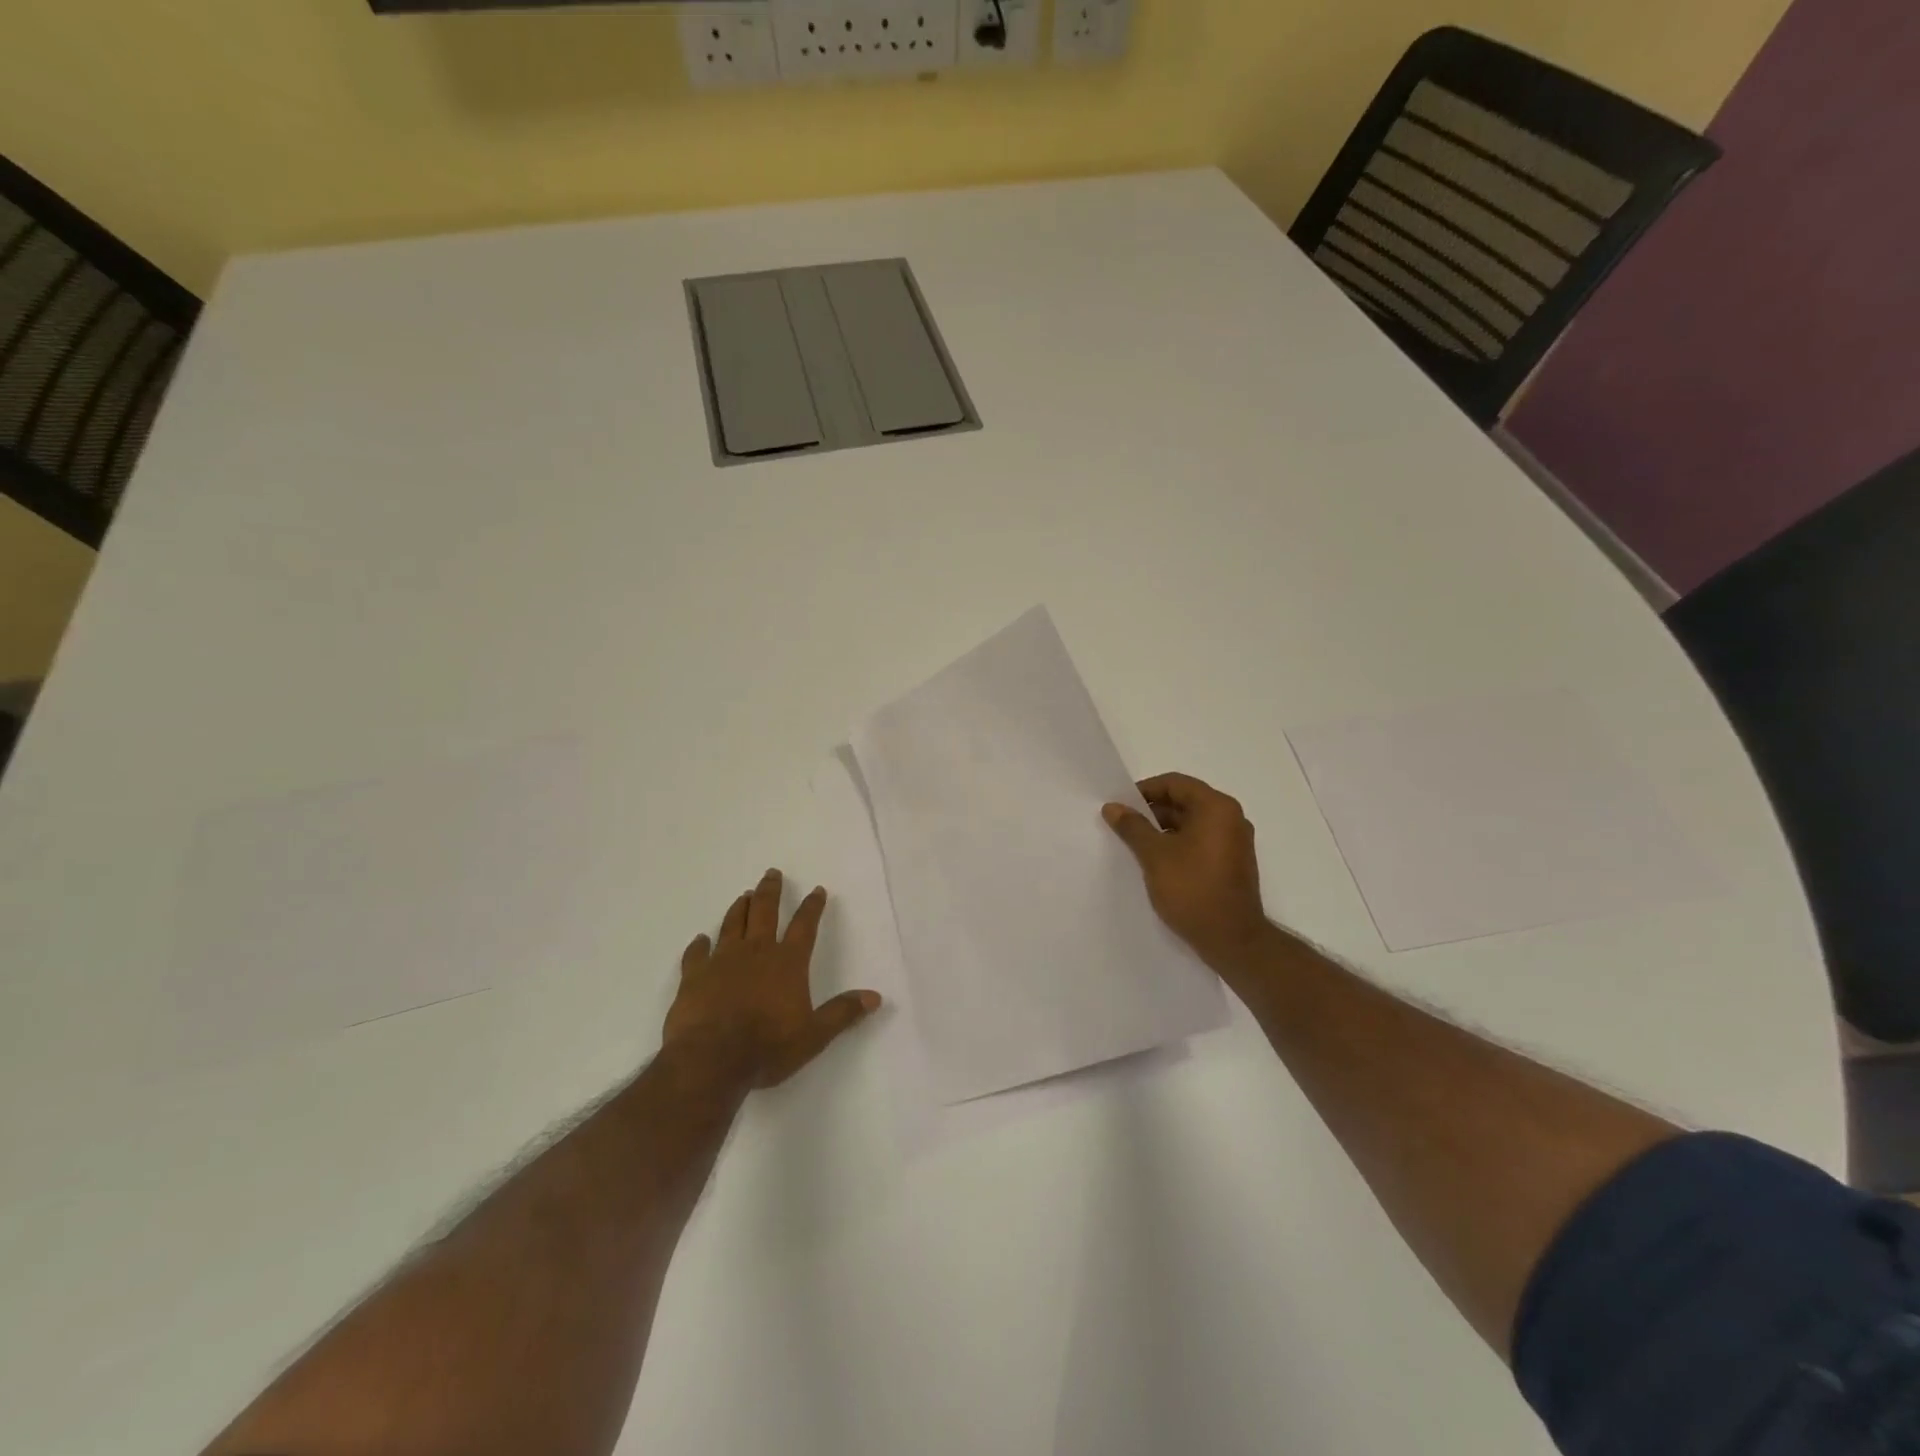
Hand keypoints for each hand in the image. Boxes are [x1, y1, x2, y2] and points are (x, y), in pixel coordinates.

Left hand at [664, 869, 881, 1088]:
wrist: (711, 1059)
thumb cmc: (768, 1047)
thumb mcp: (814, 1035)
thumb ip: (842, 1013)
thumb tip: (875, 997)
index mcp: (788, 962)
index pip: (804, 926)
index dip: (812, 907)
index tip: (817, 889)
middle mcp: (756, 952)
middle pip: (764, 911)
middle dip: (770, 891)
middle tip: (771, 873)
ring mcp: (722, 960)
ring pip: (732, 924)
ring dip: (739, 908)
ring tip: (743, 895)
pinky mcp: (694, 976)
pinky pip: (696, 953)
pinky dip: (699, 945)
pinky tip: (700, 939)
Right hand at [1103, 773, 1270, 974]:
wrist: (1232, 940)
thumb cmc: (1192, 889)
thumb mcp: (1154, 855)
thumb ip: (1132, 827)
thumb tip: (1113, 807)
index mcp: (1216, 807)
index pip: (1175, 784)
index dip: (1144, 791)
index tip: (1120, 807)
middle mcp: (1231, 818)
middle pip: (1185, 801)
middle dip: (1152, 811)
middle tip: (1123, 826)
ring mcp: (1235, 842)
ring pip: (1192, 823)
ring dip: (1164, 829)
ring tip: (1136, 846)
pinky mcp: (1233, 863)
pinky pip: (1201, 841)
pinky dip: (1179, 844)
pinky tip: (1157, 862)